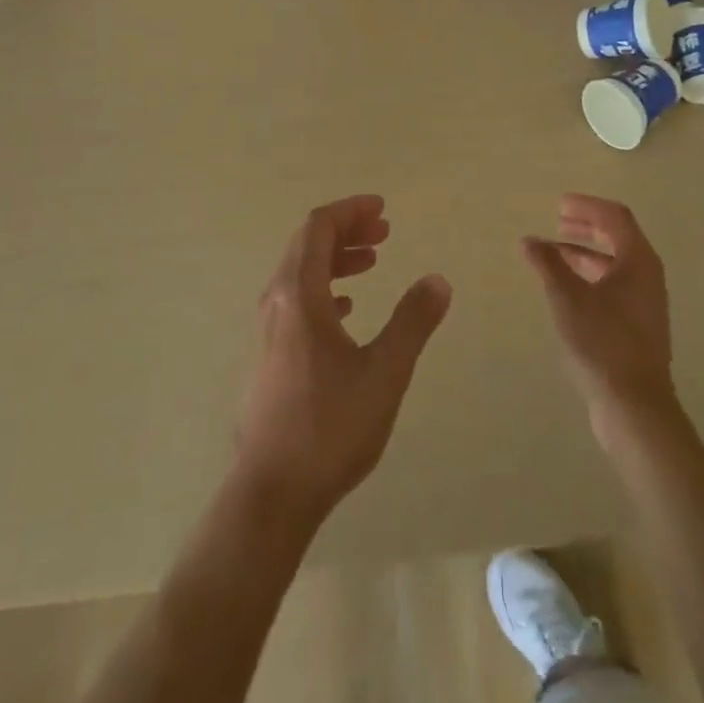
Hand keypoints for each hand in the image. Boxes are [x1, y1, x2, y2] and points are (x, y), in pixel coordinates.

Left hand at [235, 195, 451, 528]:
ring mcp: (266, 330)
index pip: (318, 227)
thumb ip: (413, 321)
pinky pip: (294, 301)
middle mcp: (275, 302)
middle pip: (307, 245)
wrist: (272, 492)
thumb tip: (437, 280)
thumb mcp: (385, 371)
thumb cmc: (330, 426)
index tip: (382, 210)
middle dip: (346, 231)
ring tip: (372, 263)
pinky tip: (345, 310)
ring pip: (300, 274)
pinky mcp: (266, 356)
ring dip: (335, 260)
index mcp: (298, 294)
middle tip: (384, 233)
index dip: (351, 211)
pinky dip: (323, 290)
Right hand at [522, 195, 679, 447]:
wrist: (634, 405)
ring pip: (615, 263)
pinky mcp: (638, 325)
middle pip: (618, 237)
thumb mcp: (568, 297)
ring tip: (553, 253)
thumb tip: (529, 240)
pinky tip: (566, 288)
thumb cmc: (602, 342)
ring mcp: (645, 302)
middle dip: (587, 226)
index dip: (587, 206)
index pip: (615, 217)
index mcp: (638, 260)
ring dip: (585, 252)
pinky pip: (614, 285)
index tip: (559, 204)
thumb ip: (548, 263)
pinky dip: (590, 276)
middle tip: (558, 221)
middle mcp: (647, 275)